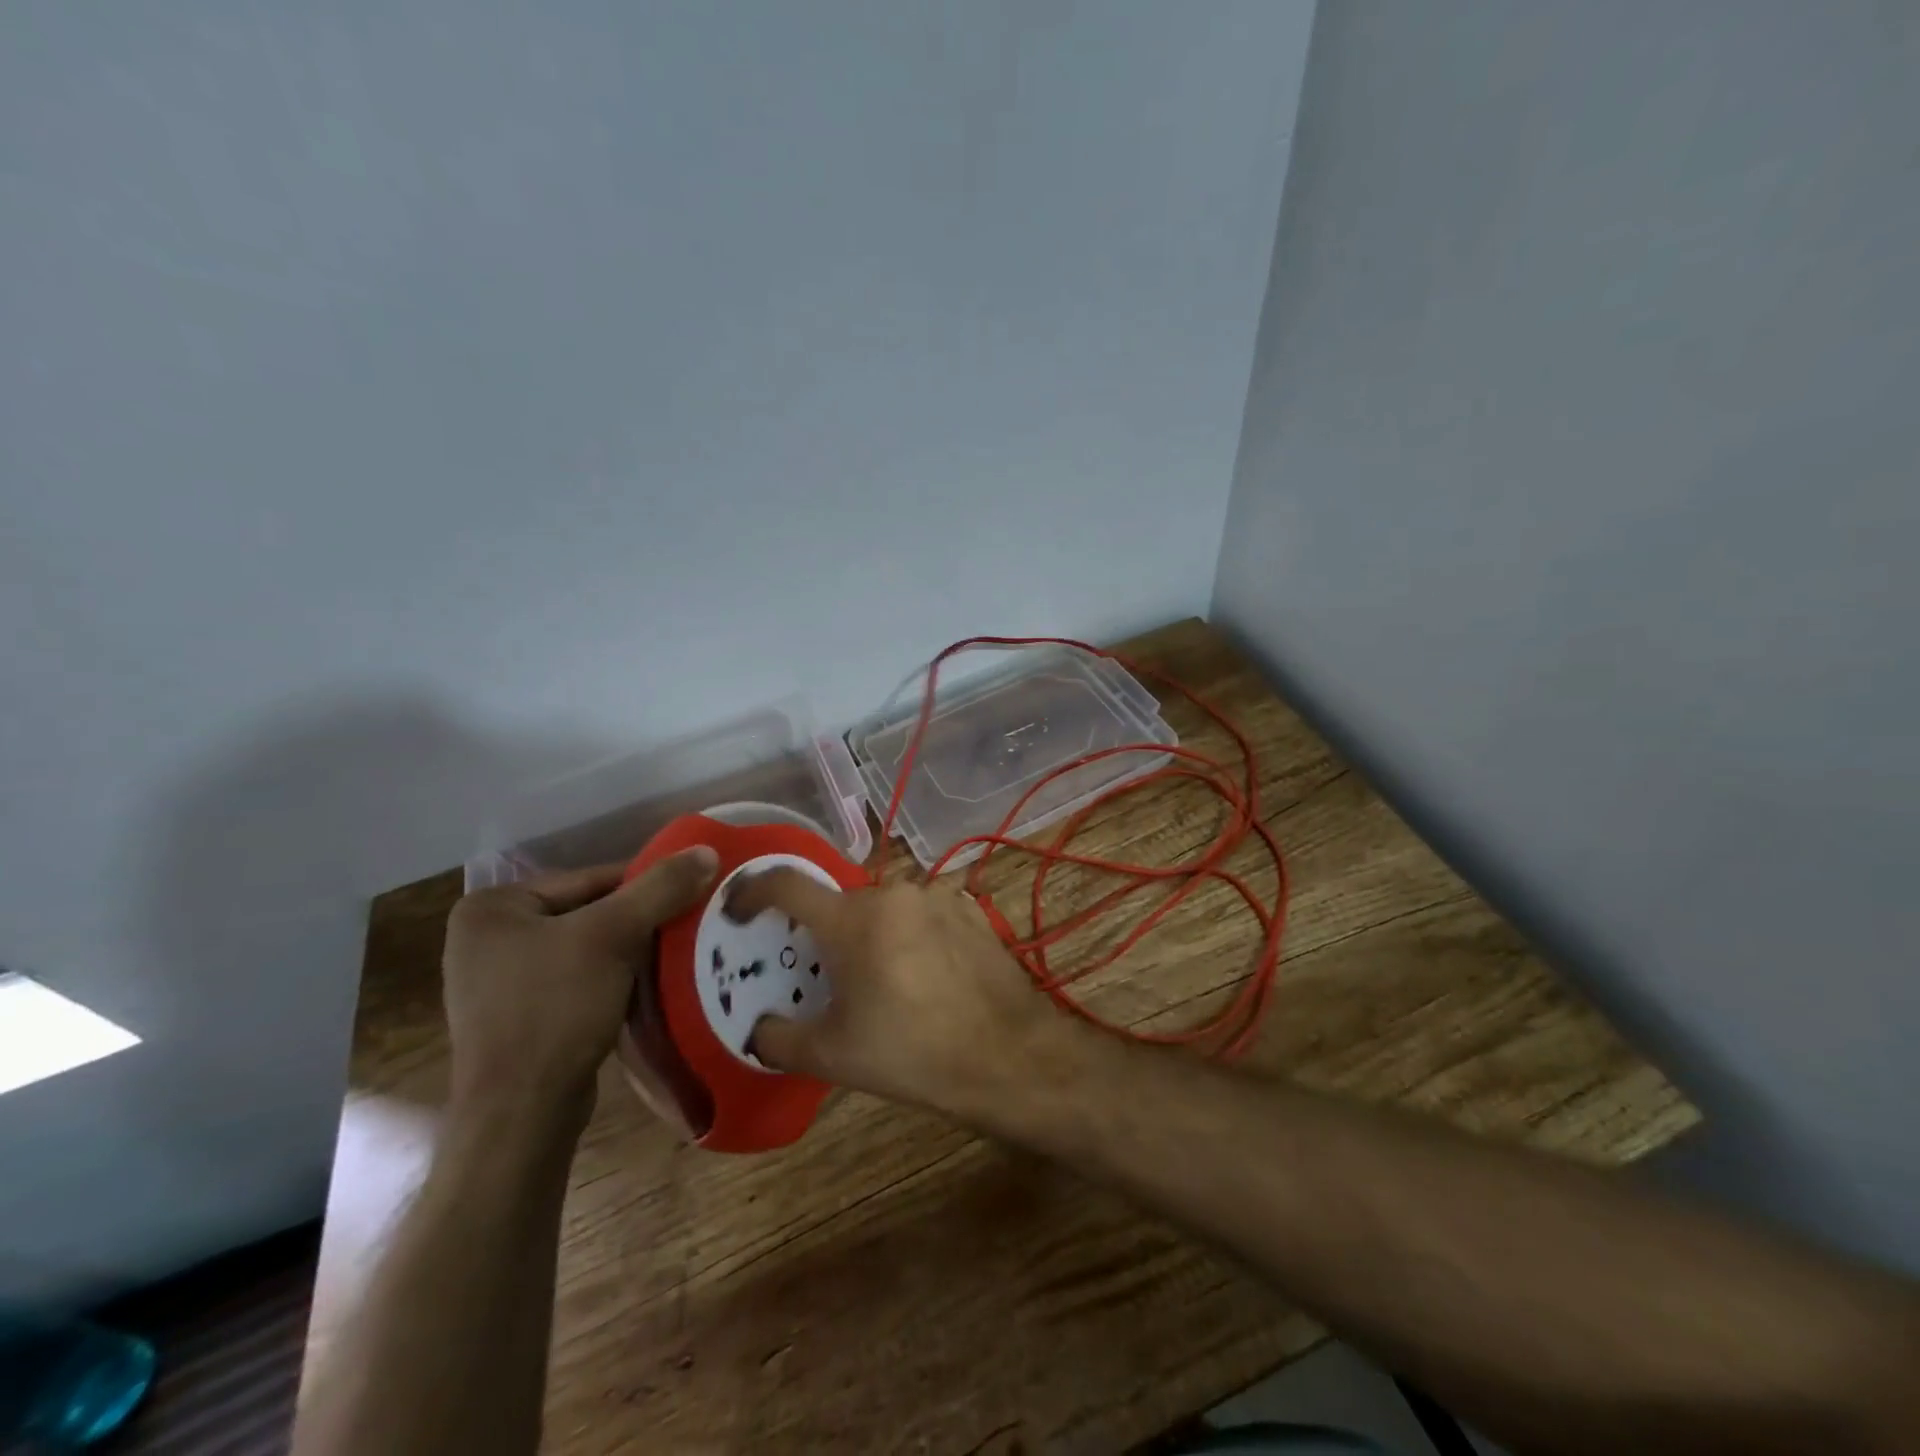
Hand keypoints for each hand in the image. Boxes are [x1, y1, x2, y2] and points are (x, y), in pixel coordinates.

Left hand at [441, 848, 718, 1124]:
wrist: (522, 1113)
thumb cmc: (555, 1009)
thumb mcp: (613, 936)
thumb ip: (660, 888)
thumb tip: (707, 850)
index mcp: (492, 907)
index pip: (589, 879)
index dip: (644, 885)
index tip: (690, 893)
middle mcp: (486, 938)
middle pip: (588, 912)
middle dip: (638, 921)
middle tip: (687, 924)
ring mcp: (499, 981)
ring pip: (586, 947)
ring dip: (630, 951)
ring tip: (675, 954)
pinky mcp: (519, 1017)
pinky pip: (578, 979)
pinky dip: (613, 979)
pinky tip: (646, 987)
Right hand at [724, 871, 1084, 1119]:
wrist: (1008, 1055)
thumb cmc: (912, 1053)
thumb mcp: (832, 1056)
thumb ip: (779, 1039)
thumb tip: (757, 1030)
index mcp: (852, 919)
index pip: (787, 883)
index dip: (753, 890)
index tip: (737, 908)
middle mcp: (894, 893)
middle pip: (841, 903)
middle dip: (825, 934)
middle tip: (827, 976)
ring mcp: (937, 897)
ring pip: (885, 908)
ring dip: (872, 936)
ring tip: (883, 984)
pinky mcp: (970, 910)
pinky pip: (922, 914)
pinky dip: (910, 936)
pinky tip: (924, 978)